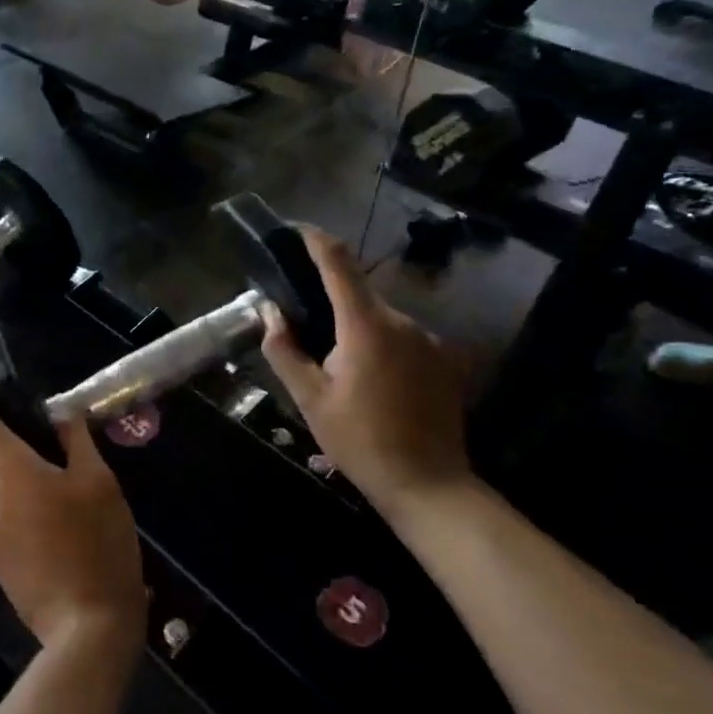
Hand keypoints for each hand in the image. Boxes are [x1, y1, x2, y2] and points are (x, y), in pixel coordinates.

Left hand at [0, 373, 145, 656]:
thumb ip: (76, 441)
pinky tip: (60, 520)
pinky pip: (3, 516)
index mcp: (6, 470)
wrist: (86, 630)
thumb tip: (61, 415)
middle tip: (48, 425)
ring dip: (19, 471)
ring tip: (63, 475)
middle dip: (8, 431)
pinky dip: (23, 503)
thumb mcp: (98, 483)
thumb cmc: (96, 545)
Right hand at [260, 227, 470, 501]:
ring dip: (355, 327)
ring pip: (381, 317)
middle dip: (330, 300)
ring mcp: (429, 340)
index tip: (295, 230)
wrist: (428, 483)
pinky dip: (379, 344)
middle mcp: (403, 321)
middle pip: (359, 293)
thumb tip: (270, 310)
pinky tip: (370, 380)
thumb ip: (284, 349)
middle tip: (303, 325)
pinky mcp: (443, 359)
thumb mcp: (310, 398)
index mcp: (366, 326)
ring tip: (336, 364)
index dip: (315, 240)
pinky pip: (402, 337)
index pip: (339, 263)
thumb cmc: (359, 440)